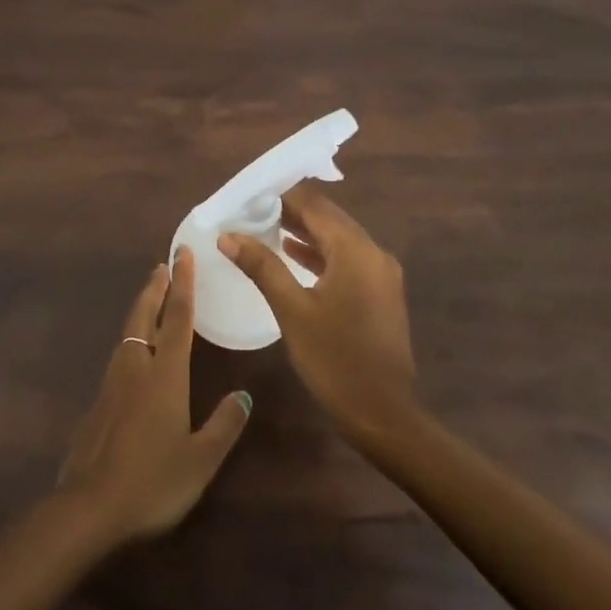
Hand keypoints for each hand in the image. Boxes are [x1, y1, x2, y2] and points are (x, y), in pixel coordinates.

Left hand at [56, 249, 253, 545]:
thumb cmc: (153, 482)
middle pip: (144, 316)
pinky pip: (119, 356)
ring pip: (128, 333)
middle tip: (163, 264)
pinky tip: (134, 353)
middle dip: (155, 287)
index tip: (184, 254)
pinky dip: (131, 339)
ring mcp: (112, 383)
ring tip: (150, 297)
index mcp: (165, 374)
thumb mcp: (201, 460)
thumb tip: (243, 395)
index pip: (177, 318)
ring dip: (141, 309)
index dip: (183, 285)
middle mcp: (136, 367)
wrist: (89, 507)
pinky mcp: (98, 402)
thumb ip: (223, 425)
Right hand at [221, 185, 418, 448]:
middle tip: (254, 210)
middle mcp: (374, 253)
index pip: (316, 205)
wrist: (382, 414)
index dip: (283, 196)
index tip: (251, 195)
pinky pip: (348, 259)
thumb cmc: (334, 360)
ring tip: (266, 227)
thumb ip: (262, 267)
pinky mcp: (380, 293)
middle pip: (329, 218)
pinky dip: (321, 254)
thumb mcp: (292, 311)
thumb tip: (228, 236)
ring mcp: (381, 274)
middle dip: (292, 211)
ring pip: (339, 239)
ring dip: (306, 232)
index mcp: (356, 251)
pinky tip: (293, 256)